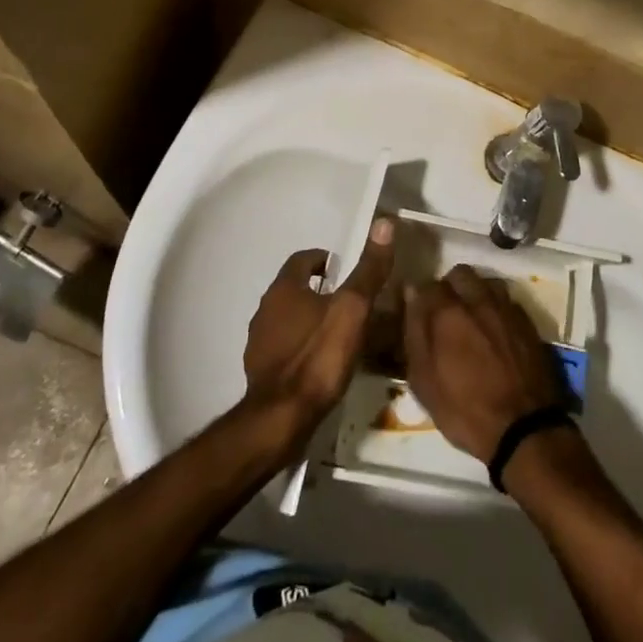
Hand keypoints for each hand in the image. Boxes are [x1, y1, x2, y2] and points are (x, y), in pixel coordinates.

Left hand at [243, 217, 396, 441]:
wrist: (281, 419)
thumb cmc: (318, 356)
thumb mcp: (353, 308)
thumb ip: (369, 269)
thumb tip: (384, 222)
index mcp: (284, 288)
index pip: (303, 259)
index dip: (325, 259)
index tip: (346, 269)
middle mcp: (265, 309)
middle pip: (295, 288)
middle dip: (320, 290)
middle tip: (349, 301)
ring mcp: (259, 343)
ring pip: (288, 319)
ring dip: (310, 319)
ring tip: (339, 332)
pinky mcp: (260, 373)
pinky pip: (284, 348)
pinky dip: (301, 347)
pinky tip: (321, 363)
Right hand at [404, 265, 567, 463]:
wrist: (523, 427)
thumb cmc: (464, 410)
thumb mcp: (424, 382)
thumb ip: (414, 333)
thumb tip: (410, 294)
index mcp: (448, 312)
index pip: (426, 285)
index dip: (420, 298)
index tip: (418, 314)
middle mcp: (478, 299)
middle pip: (459, 274)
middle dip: (449, 287)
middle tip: (446, 314)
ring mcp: (506, 308)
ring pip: (486, 282)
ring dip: (476, 293)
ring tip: (473, 319)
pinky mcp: (527, 320)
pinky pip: (507, 300)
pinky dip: (497, 308)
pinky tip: (495, 330)